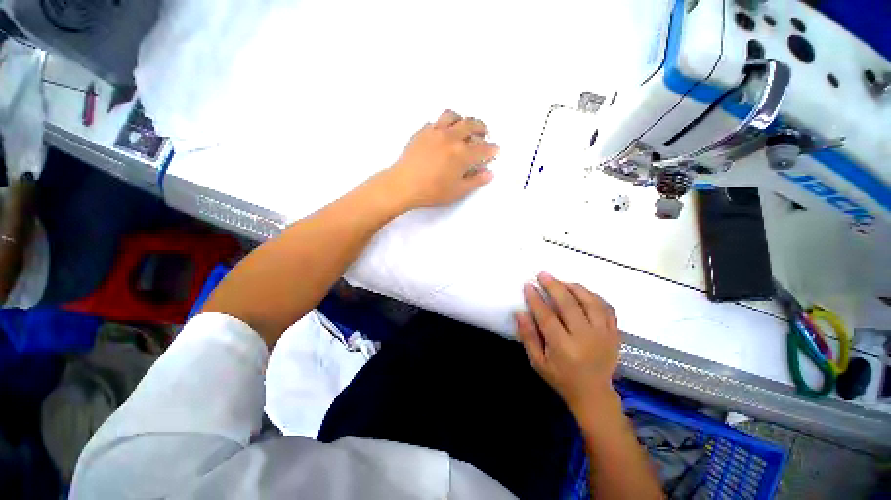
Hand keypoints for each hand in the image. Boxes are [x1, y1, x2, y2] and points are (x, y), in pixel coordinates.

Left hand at [385, 110, 498, 209]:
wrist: (404, 185)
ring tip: (464, 128)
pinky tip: (443, 135)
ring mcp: (435, 131)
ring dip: (462, 120)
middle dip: (482, 128)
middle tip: (485, 134)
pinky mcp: (422, 131)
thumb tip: (490, 173)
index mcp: (463, 153)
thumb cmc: (432, 191)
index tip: (495, 151)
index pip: (483, 148)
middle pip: (471, 124)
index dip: (492, 149)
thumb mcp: (458, 191)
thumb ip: (476, 181)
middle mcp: (451, 137)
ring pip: (453, 116)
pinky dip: (444, 125)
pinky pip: (436, 122)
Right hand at [515, 273, 620, 419]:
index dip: (536, 299)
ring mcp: (604, 335)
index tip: (528, 285)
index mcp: (564, 348)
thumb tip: (519, 312)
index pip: (547, 317)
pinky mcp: (615, 334)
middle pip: (569, 305)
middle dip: (554, 286)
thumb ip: (528, 336)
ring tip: (562, 282)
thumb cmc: (561, 378)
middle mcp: (586, 339)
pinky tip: (582, 292)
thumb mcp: (537, 362)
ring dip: (575, 288)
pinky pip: (607, 308)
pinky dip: (594, 296)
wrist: (594, 394)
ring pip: (590, 302)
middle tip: (543, 275)